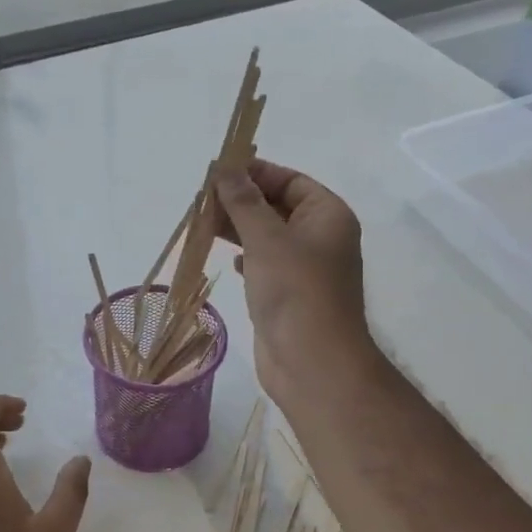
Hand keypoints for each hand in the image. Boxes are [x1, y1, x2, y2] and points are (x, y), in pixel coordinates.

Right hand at [213, 159, 376, 408]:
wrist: (311, 362)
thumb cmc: (295, 292)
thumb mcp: (266, 239)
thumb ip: (244, 202)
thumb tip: (226, 170)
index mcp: (328, 216)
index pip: (291, 180)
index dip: (256, 173)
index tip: (218, 172)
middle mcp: (321, 238)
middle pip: (278, 207)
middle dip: (242, 202)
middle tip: (203, 199)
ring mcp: (306, 270)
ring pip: (269, 238)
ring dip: (240, 229)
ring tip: (204, 224)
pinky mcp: (289, 296)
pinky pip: (266, 266)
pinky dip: (247, 258)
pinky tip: (230, 260)